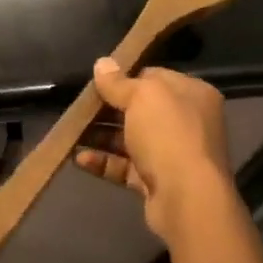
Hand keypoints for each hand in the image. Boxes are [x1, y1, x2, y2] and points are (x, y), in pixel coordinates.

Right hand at [73, 58, 235, 240]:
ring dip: (100, 136)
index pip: (155, 78)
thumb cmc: (168, 135)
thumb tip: (102, 63)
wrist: (186, 198)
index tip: (97, 81)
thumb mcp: (142, 97)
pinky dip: (104, 162)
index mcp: (191, 95)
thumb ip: (118, 82)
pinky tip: (79, 158)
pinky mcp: (157, 182)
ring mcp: (172, 154)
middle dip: (107, 109)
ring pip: (130, 140)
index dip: (125, 78)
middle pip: (140, 110)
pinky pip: (125, 167)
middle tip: (78, 107)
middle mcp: (186, 123)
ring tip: (71, 132)